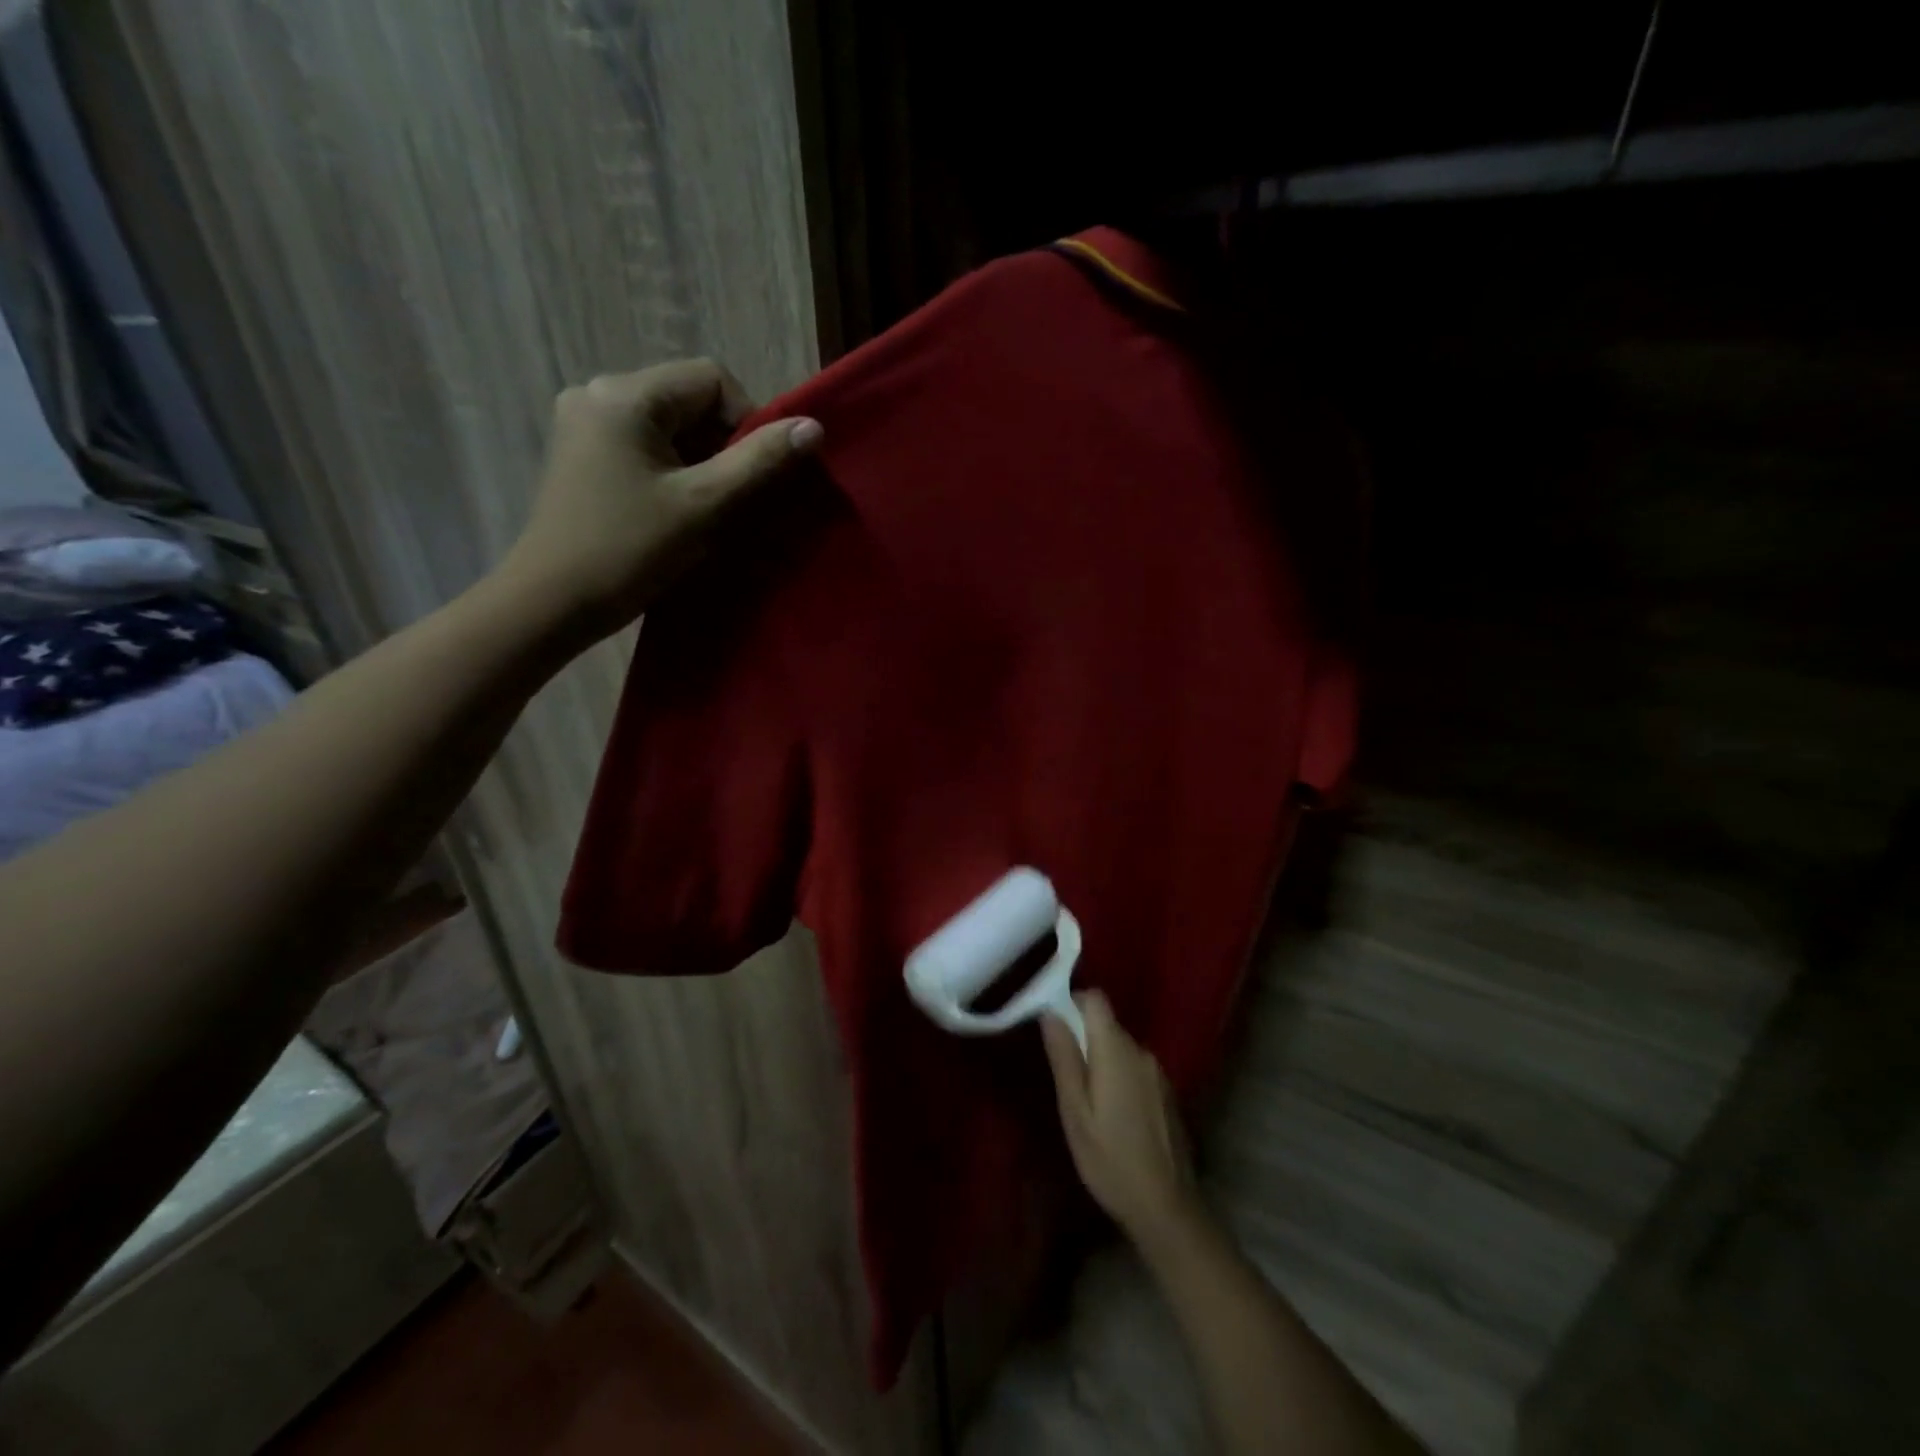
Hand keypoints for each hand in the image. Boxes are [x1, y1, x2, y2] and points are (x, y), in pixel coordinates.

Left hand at [502, 358, 821, 636]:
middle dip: (725, 446)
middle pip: (690, 401)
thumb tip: (813, 427)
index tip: (757, 475)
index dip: (749, 421)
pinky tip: (680, 510)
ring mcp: (587, 425)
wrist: (551, 603)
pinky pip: (648, 447)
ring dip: (703, 463)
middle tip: (737, 498)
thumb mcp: (703, 505)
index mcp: (624, 395)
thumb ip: (759, 462)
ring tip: (709, 510)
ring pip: (671, 427)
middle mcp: (599, 394)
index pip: (712, 379)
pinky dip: (676, 472)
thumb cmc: (628, 551)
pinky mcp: (584, 455)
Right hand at [1042, 991, 1200, 1244]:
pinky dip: (1119, 1077)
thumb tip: (1050, 1012)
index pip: (1095, 999)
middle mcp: (1142, 1052)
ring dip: (1101, 1061)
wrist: (1166, 1209)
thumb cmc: (1110, 1160)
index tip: (1054, 1029)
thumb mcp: (1075, 1111)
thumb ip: (1064, 1057)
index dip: (1072, 1003)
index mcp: (1117, 1050)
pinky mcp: (1166, 1093)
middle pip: (1107, 1025)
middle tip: (1065, 1078)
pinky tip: (1113, 1116)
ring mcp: (1158, 1073)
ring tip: (1087, 1102)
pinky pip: (1135, 1068)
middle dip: (1083, 1039)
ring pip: (1120, 1048)